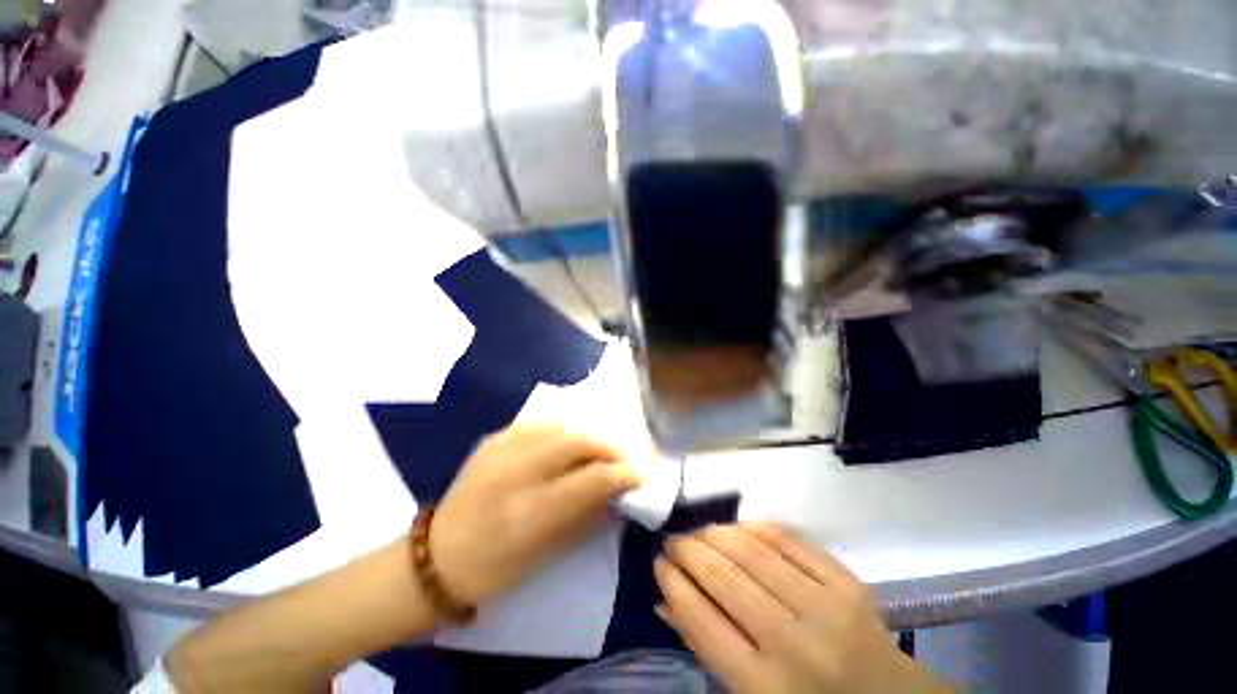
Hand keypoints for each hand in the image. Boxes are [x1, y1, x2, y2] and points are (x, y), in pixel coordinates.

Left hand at [431, 424, 640, 604]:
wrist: (435, 557)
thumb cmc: (494, 570)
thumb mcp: (547, 553)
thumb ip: (587, 517)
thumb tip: (617, 492)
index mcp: (530, 513)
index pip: (592, 479)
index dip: (622, 474)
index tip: (638, 475)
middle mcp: (516, 472)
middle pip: (578, 442)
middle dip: (608, 448)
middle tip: (620, 459)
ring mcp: (500, 450)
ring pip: (560, 426)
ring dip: (586, 437)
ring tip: (596, 450)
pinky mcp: (492, 439)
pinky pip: (537, 424)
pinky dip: (560, 431)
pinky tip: (565, 443)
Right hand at [655, 524, 949, 693]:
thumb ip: (707, 650)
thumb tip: (664, 601)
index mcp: (766, 689)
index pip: (701, 621)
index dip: (673, 583)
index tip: (658, 562)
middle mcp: (795, 645)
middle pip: (724, 578)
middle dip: (688, 550)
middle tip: (673, 541)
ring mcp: (826, 607)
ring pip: (752, 551)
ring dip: (715, 534)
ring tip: (698, 532)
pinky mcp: (846, 582)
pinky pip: (787, 539)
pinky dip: (754, 527)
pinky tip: (735, 527)